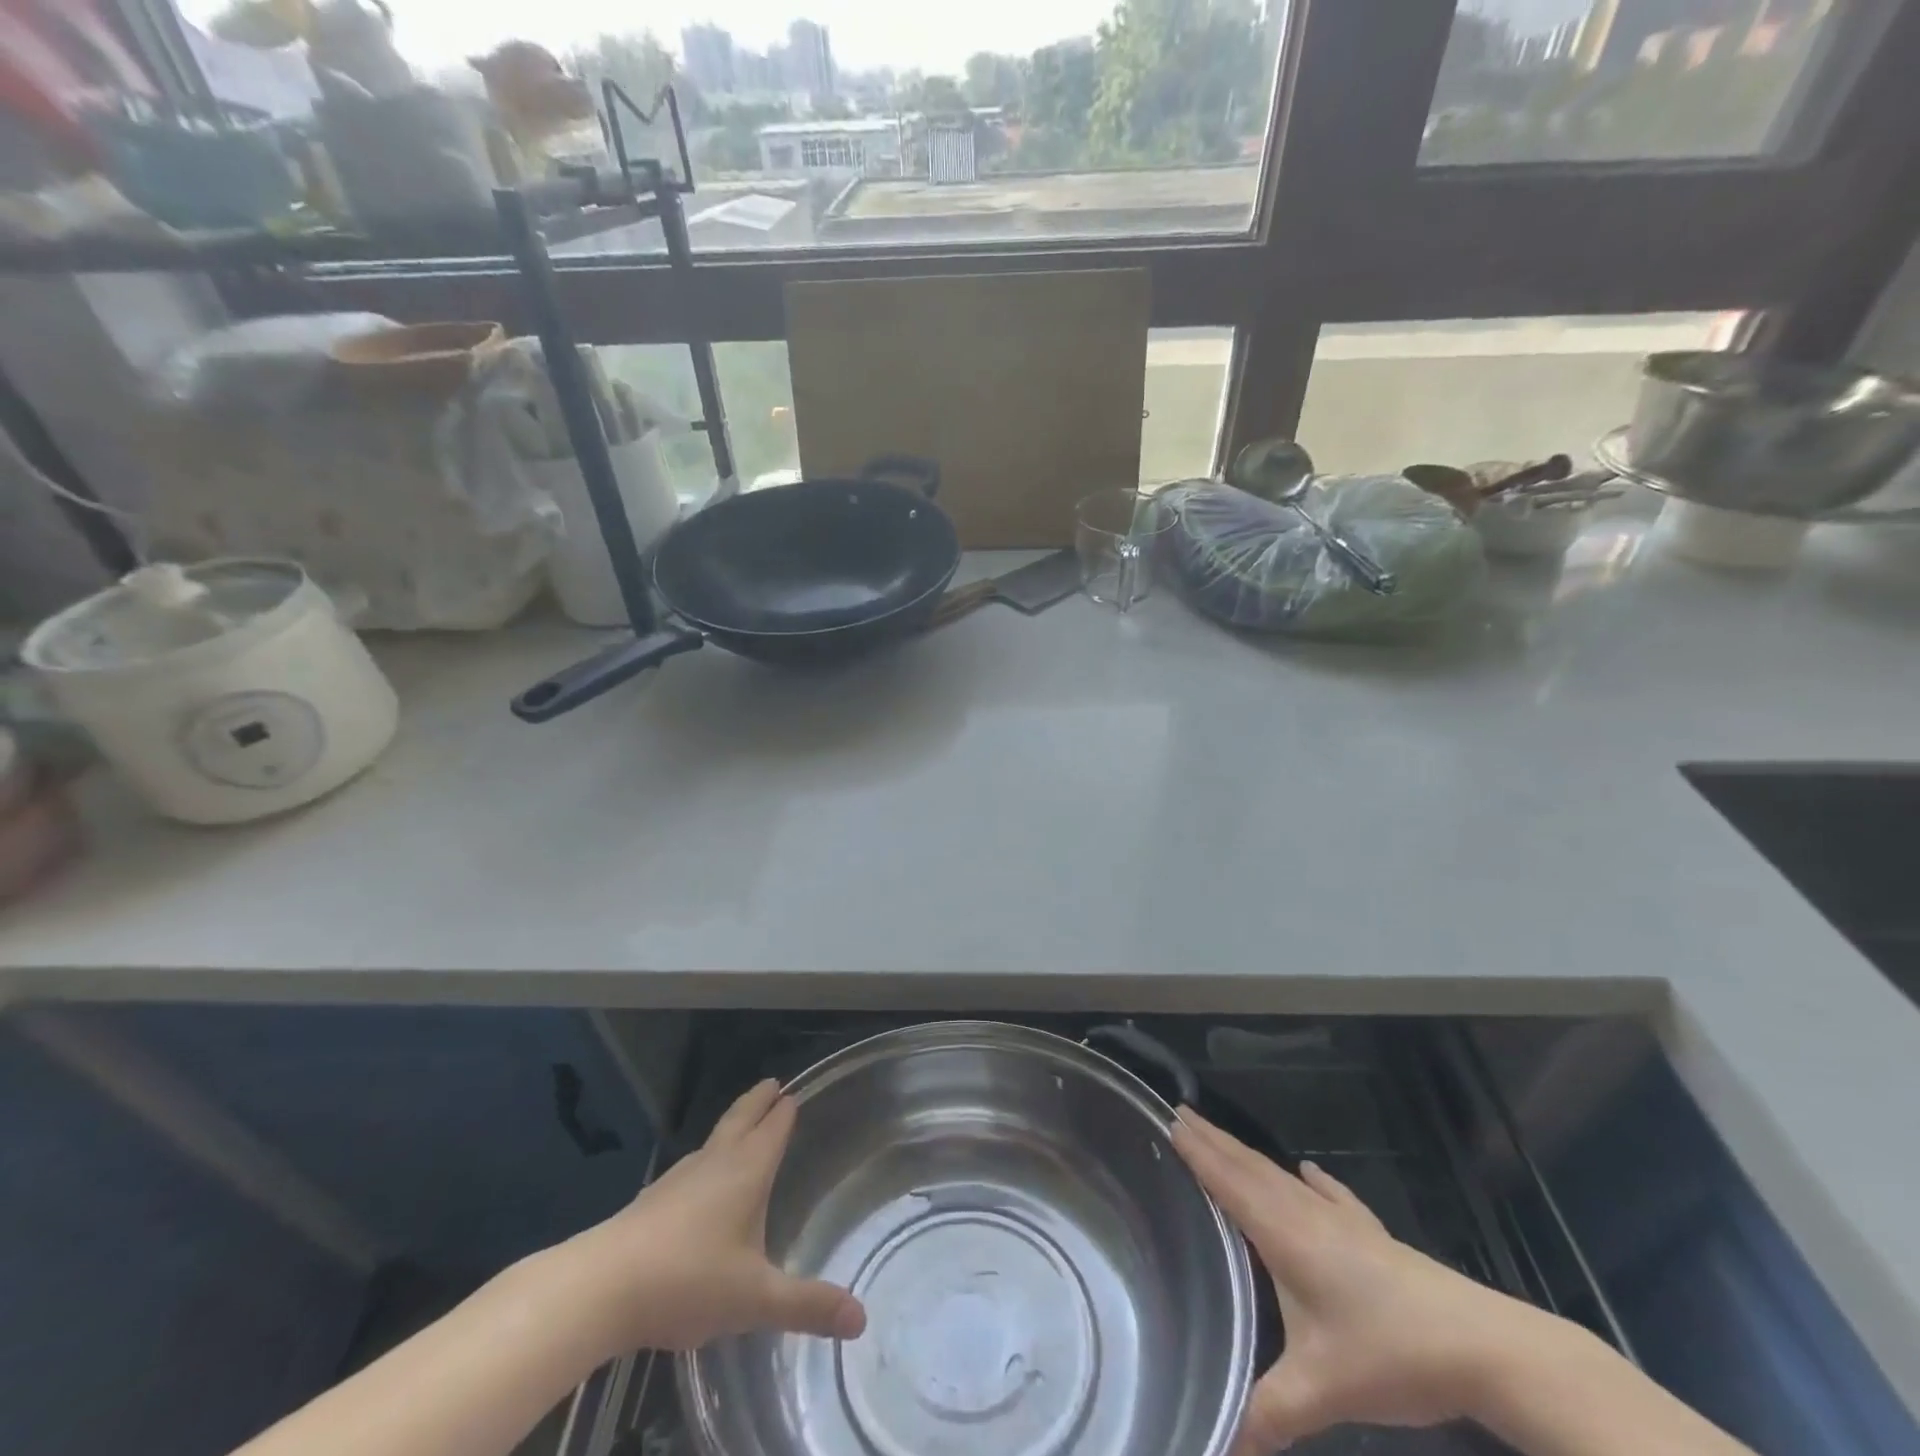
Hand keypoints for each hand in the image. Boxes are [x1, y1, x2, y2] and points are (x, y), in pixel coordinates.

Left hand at [560, 1080, 866, 1353]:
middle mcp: (716, 1162)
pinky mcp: (653, 1199)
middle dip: (759, 1100)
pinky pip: (692, 1166)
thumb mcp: (755, 1299)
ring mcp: (680, 1178)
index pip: (773, 1127)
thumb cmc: (689, 1280)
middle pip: (741, 1118)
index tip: (794, 1091)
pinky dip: (708, 1158)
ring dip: (733, 1125)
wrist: (601, 1287)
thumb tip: (862, 1318)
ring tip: (744, 1127)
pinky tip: (701, 1182)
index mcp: (747, 1170)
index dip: (785, 1110)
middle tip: (773, 1083)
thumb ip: (807, 1306)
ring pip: (714, 1139)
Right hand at [1172, 1107, 1564, 1454]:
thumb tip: (1220, 1444)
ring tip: (1222, 1135)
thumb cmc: (1390, 1354)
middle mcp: (1305, 1215)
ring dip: (1247, 1153)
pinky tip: (1310, 1171)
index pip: (1228, 1181)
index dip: (1198, 1151)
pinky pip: (1331, 1196)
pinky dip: (1314, 1181)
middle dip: (1213, 1140)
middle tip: (1181, 1112)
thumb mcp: (1323, 1391)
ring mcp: (1342, 1222)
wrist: (1481, 1346)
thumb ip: (1268, 1414)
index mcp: (1284, 1235)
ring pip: (1281, 1176)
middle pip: (1249, 1167)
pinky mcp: (1373, 1236)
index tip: (1168, 1117)